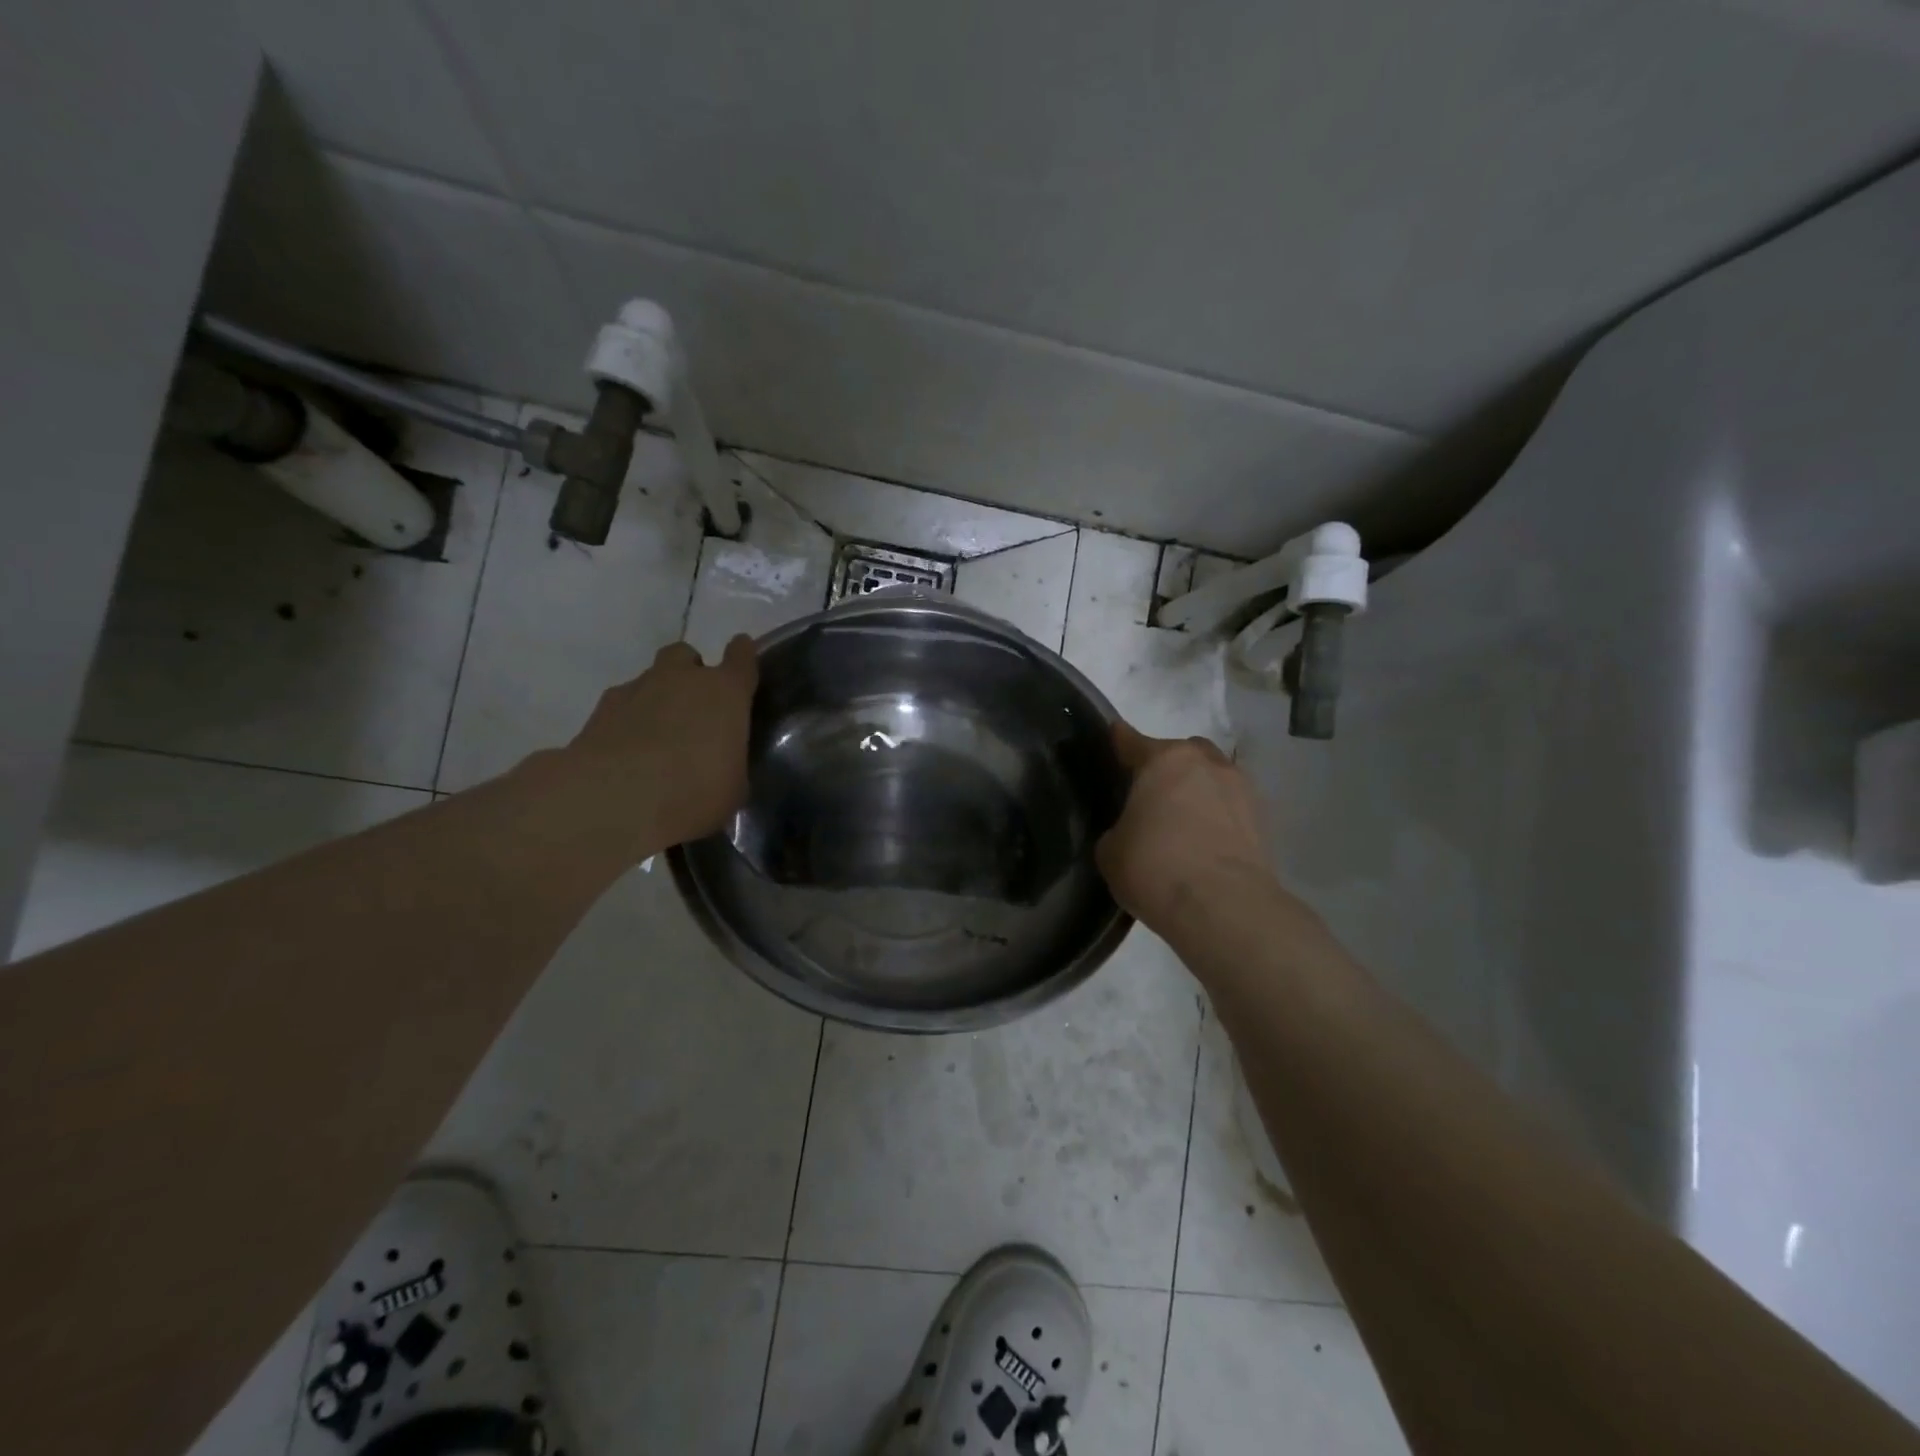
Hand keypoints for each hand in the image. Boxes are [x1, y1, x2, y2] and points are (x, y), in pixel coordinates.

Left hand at [561, 635, 758, 857]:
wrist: (614, 801)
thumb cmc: (694, 793)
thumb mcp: (733, 788)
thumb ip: (731, 763)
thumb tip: (723, 765)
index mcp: (725, 693)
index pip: (741, 657)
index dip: (743, 655)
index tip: (742, 656)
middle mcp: (681, 679)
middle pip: (686, 655)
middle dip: (690, 673)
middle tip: (694, 708)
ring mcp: (636, 690)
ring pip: (650, 679)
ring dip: (657, 699)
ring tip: (657, 738)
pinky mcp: (599, 711)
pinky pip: (621, 706)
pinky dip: (626, 721)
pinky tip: (627, 753)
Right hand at [1095, 722, 1270, 932]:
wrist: (1224, 907)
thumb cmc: (1155, 868)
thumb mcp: (1110, 850)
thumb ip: (1118, 828)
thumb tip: (1131, 831)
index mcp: (1163, 760)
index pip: (1130, 740)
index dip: (1117, 742)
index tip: (1111, 743)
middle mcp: (1205, 762)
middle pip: (1180, 753)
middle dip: (1165, 768)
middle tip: (1150, 798)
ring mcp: (1241, 787)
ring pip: (1211, 777)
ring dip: (1197, 791)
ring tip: (1182, 823)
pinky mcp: (1264, 819)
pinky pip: (1231, 807)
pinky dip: (1218, 817)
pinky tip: (1206, 843)